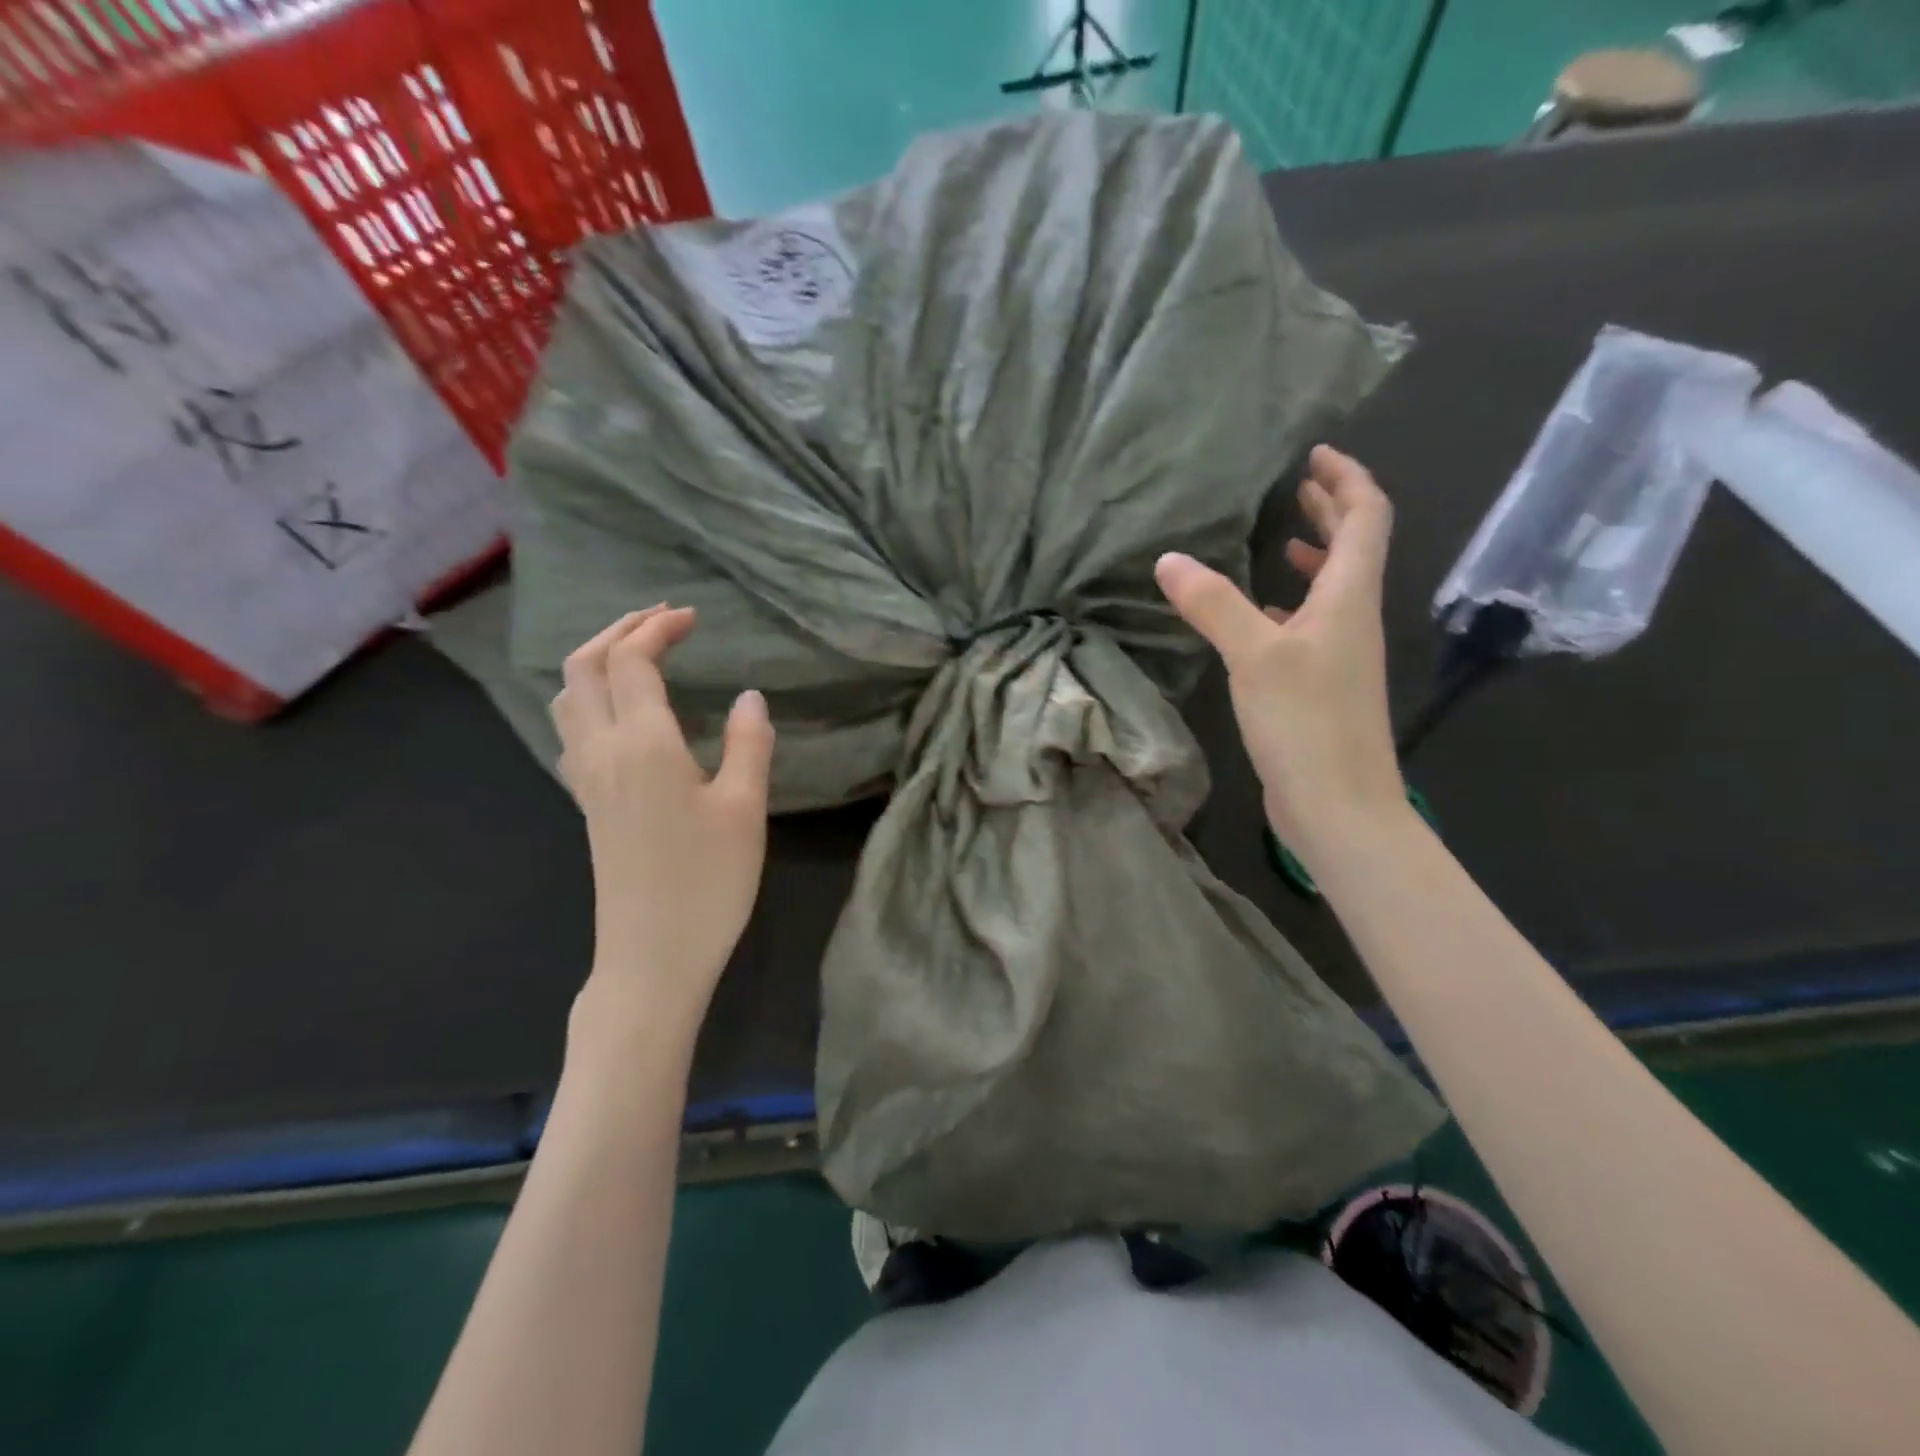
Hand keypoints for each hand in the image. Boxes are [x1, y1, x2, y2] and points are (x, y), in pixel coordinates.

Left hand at [549, 605, 774, 1040]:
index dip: (658, 629)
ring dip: (596, 661)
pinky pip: (571, 729)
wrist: (652, 956)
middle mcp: (603, 751)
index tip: (692, 617)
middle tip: (661, 621)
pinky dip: (589, 698)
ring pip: (568, 697)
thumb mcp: (746, 809)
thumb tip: (750, 696)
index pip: (633, 661)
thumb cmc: (708, 882)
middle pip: (585, 668)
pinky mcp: (587, 804)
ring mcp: (587, 779)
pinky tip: (621, 714)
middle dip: (618, 631)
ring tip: (636, 655)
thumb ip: (749, 743)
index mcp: (643, 744)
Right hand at [1155, 445, 1402, 858]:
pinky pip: (1312, 627)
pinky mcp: (1322, 687)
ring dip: (1314, 558)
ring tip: (1278, 542)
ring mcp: (1341, 656)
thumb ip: (1213, 604)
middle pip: (1356, 548)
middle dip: (1331, 511)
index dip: (1346, 479)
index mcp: (1349, 597)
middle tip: (1297, 486)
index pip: (1366, 517)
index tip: (1315, 455)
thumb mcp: (1254, 655)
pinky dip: (1292, 606)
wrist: (1340, 806)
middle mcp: (1353, 619)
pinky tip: (1261, 617)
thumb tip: (1169, 559)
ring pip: (1334, 590)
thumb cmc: (1306, 722)